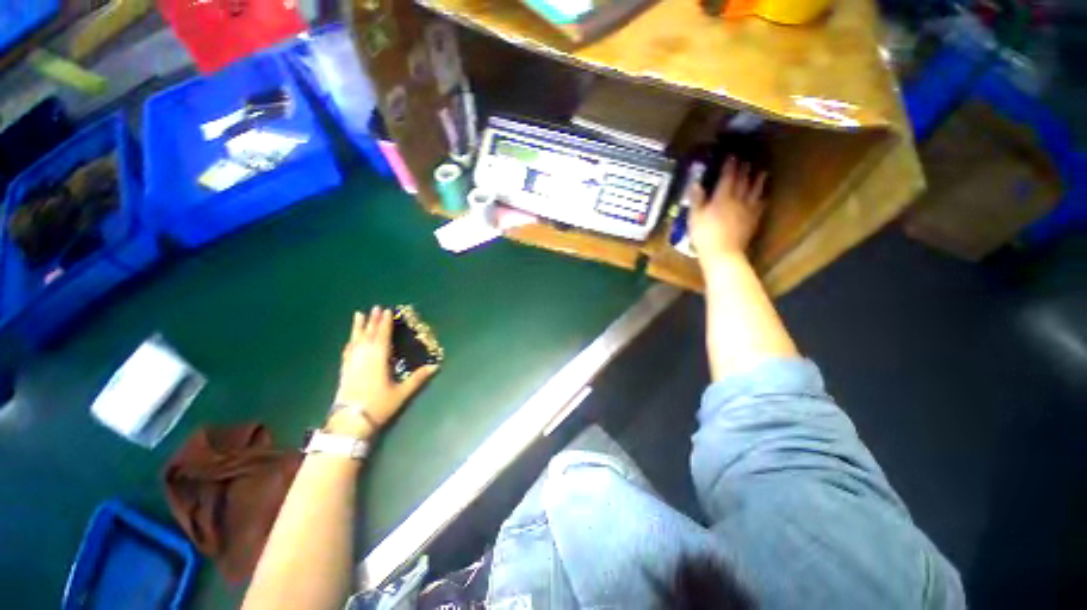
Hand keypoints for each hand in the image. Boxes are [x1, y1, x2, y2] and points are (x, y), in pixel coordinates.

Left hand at [327, 307, 437, 439]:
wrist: (349, 422)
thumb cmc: (379, 405)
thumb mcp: (402, 392)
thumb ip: (418, 378)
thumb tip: (436, 366)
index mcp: (379, 358)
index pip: (382, 335)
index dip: (385, 322)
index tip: (387, 310)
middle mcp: (364, 356)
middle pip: (369, 334)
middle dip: (373, 320)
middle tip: (376, 307)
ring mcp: (352, 362)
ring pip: (355, 340)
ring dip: (358, 327)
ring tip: (359, 314)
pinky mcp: (344, 370)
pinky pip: (348, 350)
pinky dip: (351, 341)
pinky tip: (351, 339)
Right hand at [689, 157, 767, 265]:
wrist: (722, 253)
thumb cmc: (704, 235)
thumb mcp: (694, 217)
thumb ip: (697, 199)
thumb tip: (695, 183)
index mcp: (722, 197)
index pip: (728, 177)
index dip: (730, 165)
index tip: (732, 156)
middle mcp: (738, 200)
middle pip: (743, 181)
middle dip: (744, 170)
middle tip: (746, 161)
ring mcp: (748, 210)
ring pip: (755, 191)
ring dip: (758, 181)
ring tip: (762, 172)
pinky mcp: (753, 221)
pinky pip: (760, 206)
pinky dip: (761, 199)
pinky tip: (763, 197)